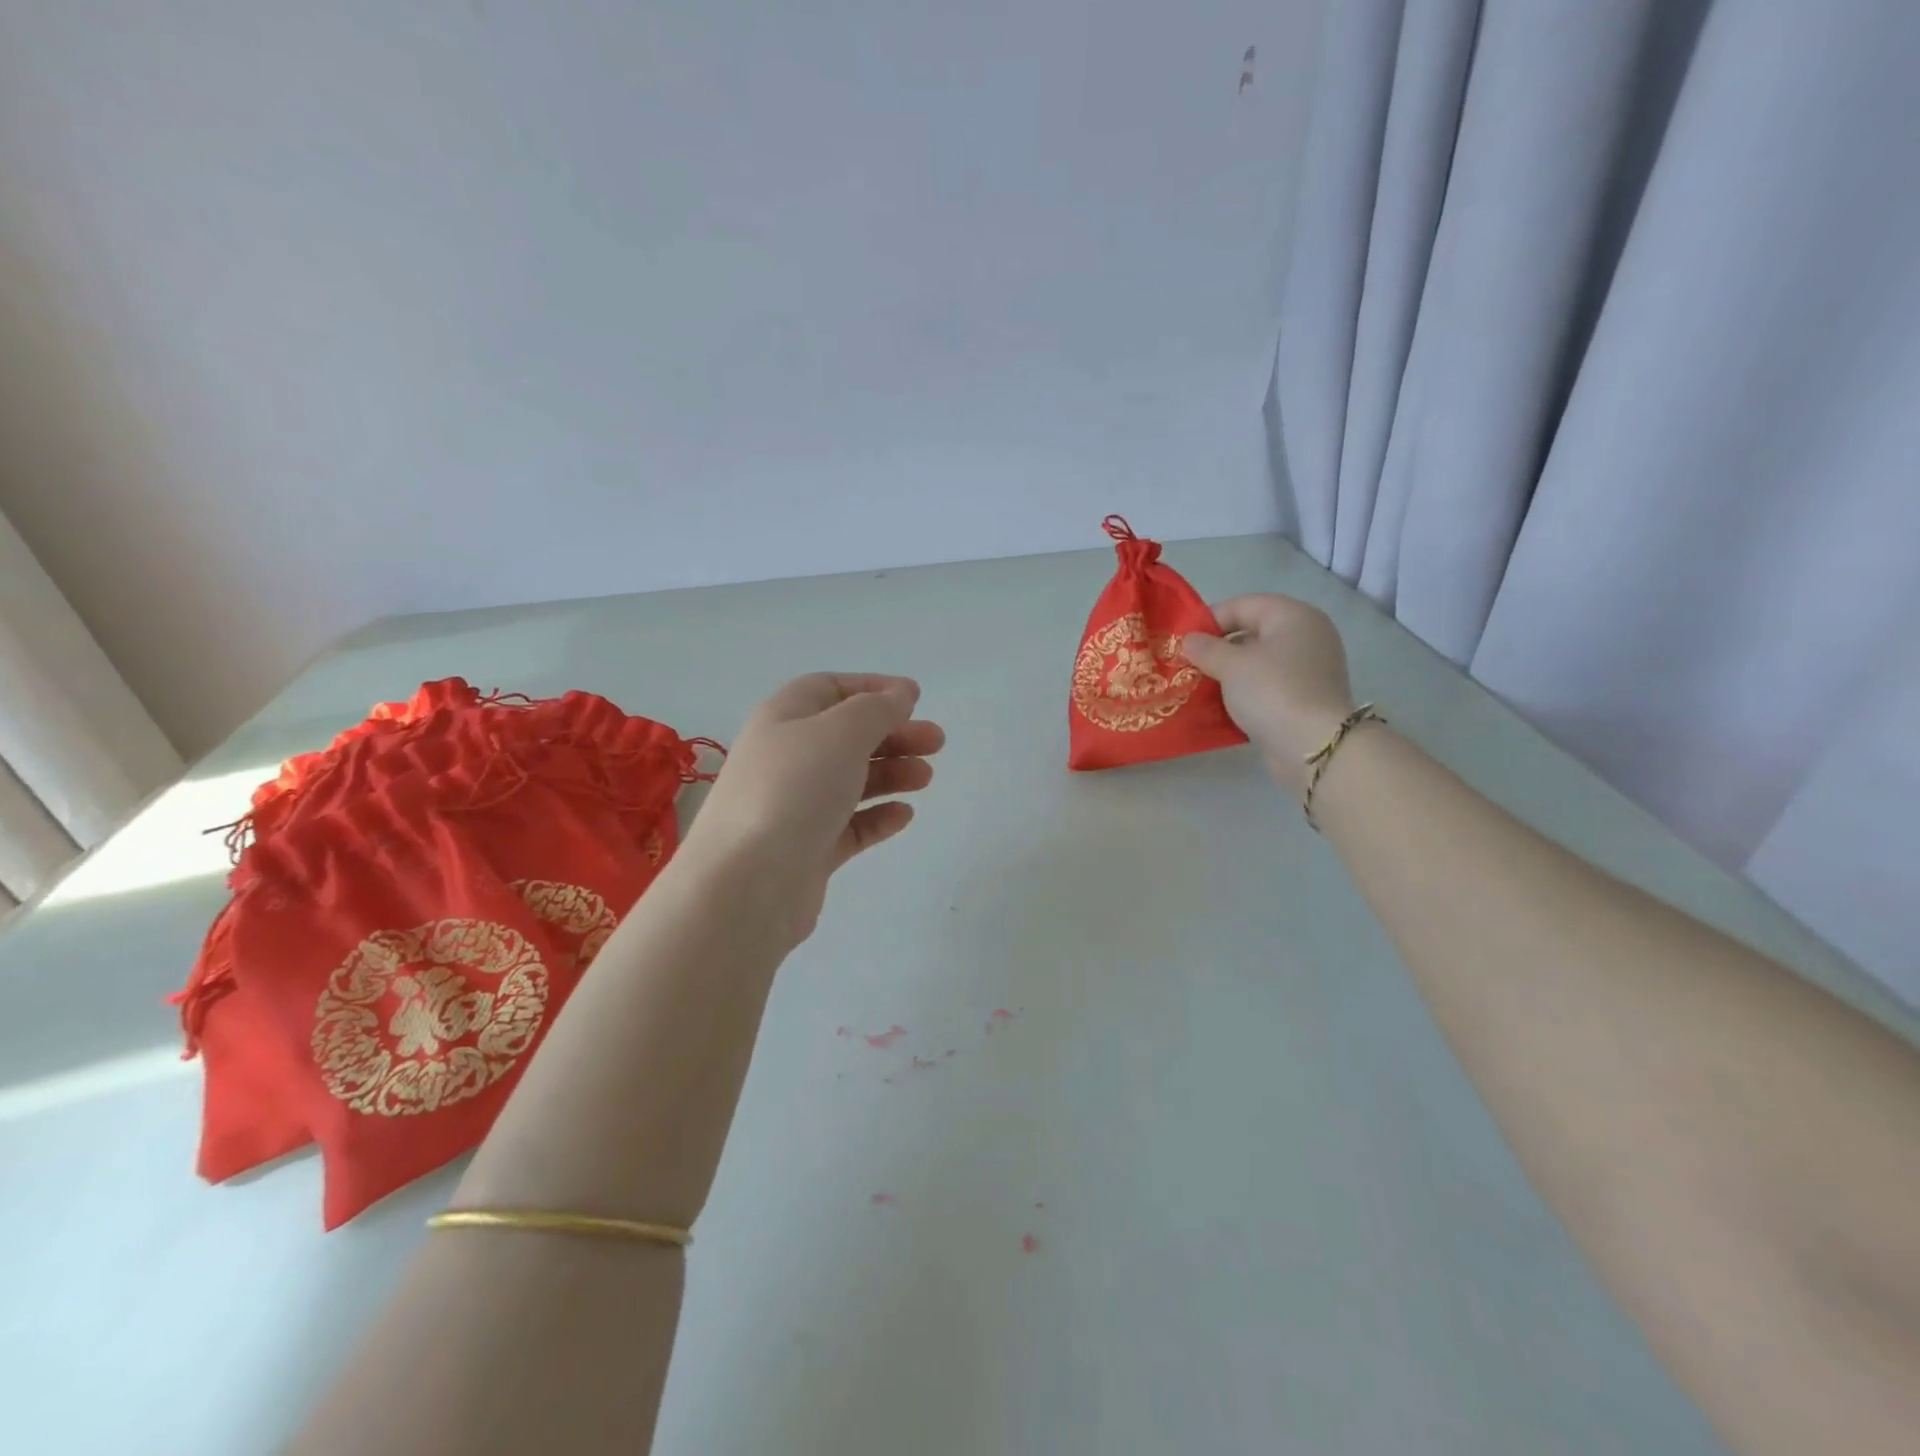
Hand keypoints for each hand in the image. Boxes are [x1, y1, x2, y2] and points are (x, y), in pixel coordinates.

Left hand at [682, 674, 944, 940]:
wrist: (749, 883)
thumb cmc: (794, 790)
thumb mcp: (841, 733)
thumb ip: (877, 709)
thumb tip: (901, 693)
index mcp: (784, 719)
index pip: (829, 689)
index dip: (872, 688)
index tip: (914, 699)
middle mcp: (786, 759)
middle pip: (846, 736)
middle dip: (893, 734)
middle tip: (936, 742)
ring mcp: (795, 807)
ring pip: (851, 780)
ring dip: (891, 773)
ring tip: (926, 778)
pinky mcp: (808, 850)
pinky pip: (849, 825)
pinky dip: (878, 816)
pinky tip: (904, 815)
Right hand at [1182, 596, 1355, 792]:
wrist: (1313, 746)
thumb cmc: (1272, 691)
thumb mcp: (1230, 665)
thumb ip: (1205, 648)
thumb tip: (1189, 641)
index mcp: (1293, 615)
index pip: (1242, 605)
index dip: (1209, 621)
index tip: (1182, 643)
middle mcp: (1307, 635)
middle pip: (1252, 633)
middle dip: (1218, 649)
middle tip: (1188, 666)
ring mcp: (1310, 668)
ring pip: (1259, 661)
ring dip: (1229, 673)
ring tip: (1199, 686)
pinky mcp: (1306, 697)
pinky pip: (1268, 685)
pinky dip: (1245, 691)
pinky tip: (1221, 705)